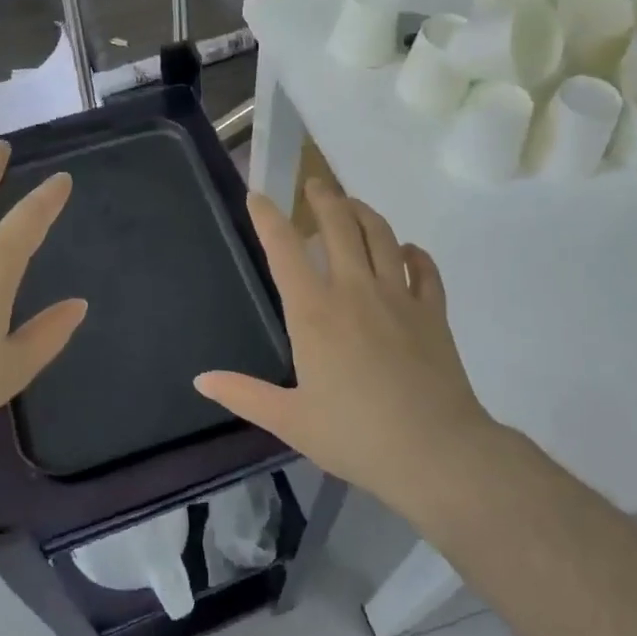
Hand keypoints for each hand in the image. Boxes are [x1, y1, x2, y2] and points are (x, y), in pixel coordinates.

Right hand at [195, 178, 500, 521]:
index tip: (258, 196)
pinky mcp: (433, 313)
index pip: (285, 250)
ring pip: (381, 236)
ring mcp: (399, 298)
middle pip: (339, 226)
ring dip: (364, 213)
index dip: (268, 218)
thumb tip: (200, 380)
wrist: (436, 452)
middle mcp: (355, 291)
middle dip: (324, 198)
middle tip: (315, 184)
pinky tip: (406, 251)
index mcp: (314, 313)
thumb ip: (243, 394)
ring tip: (352, 205)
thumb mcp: (289, 420)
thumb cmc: (355, 436)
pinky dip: (414, 253)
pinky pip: (425, 269)